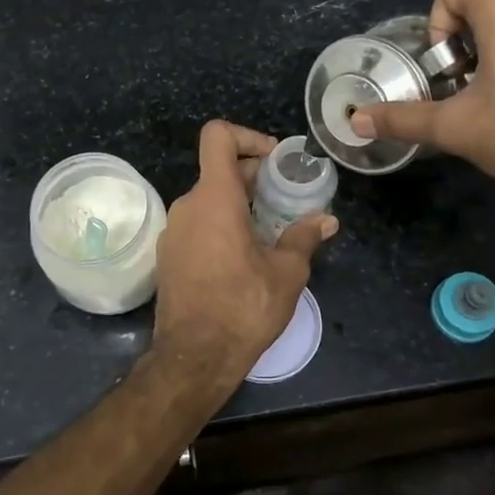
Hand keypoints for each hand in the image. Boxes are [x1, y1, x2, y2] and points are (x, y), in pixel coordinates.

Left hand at [153, 121, 336, 377]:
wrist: (194, 358)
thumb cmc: (243, 308)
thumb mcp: (286, 273)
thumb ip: (304, 238)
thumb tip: (326, 220)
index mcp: (214, 198)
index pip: (218, 136)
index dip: (248, 137)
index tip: (275, 161)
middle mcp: (187, 206)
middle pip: (218, 170)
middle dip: (254, 177)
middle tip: (287, 199)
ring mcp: (173, 232)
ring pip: (209, 200)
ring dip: (240, 205)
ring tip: (271, 231)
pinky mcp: (168, 257)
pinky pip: (198, 225)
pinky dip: (222, 226)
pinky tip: (246, 256)